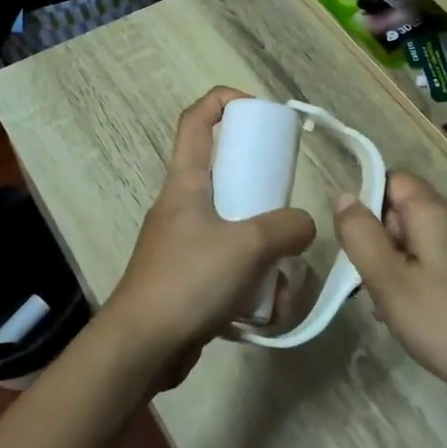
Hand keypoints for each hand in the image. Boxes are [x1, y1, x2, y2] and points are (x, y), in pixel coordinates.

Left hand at [101, 88, 315, 370]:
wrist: (142, 347)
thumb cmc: (189, 280)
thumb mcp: (247, 245)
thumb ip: (286, 228)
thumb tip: (304, 225)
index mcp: (185, 183)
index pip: (196, 120)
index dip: (224, 100)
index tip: (259, 110)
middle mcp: (182, 206)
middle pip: (223, 174)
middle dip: (262, 188)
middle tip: (287, 202)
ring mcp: (184, 244)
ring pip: (234, 228)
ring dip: (265, 251)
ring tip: (282, 280)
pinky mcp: (189, 278)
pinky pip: (230, 267)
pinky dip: (253, 283)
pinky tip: (268, 309)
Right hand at [334, 172, 446, 415]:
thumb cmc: (443, 323)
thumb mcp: (387, 281)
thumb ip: (360, 235)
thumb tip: (346, 196)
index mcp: (438, 212)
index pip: (395, 180)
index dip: (370, 206)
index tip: (363, 247)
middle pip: (411, 211)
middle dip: (387, 242)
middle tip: (377, 285)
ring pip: (431, 240)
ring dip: (407, 264)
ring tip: (399, 309)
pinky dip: (434, 278)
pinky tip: (432, 316)